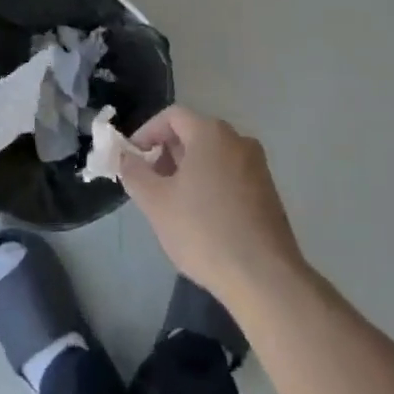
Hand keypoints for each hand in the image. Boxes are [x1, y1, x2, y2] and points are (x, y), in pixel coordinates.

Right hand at [118, 106, 306, 311]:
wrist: (264, 277)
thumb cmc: (204, 231)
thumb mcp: (157, 203)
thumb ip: (135, 173)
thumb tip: (124, 157)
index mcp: (211, 132)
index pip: (172, 116)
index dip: (147, 133)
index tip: (132, 159)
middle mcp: (238, 139)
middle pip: (194, 133)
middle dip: (167, 154)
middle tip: (149, 183)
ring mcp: (257, 165)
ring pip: (213, 156)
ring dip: (188, 171)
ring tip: (172, 203)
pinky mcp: (268, 191)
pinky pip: (230, 175)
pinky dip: (210, 184)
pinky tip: (201, 218)